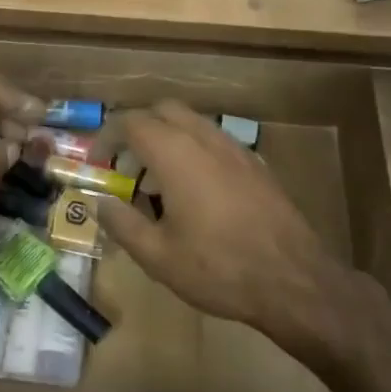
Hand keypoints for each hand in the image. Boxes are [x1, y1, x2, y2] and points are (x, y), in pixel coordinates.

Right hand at [95, 102, 384, 367]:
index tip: (96, 162)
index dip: (106, 137)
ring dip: (167, 138)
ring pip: (192, 123)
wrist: (294, 281)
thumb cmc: (218, 268)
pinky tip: (194, 193)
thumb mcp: (157, 255)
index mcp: (176, 154)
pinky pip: (215, 141)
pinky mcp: (256, 165)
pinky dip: (193, 151)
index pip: (131, 122)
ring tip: (157, 183)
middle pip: (163, 110)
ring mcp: (236, 150)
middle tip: (126, 166)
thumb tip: (100, 202)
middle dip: (138, 129)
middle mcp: (205, 140)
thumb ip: (121, 222)